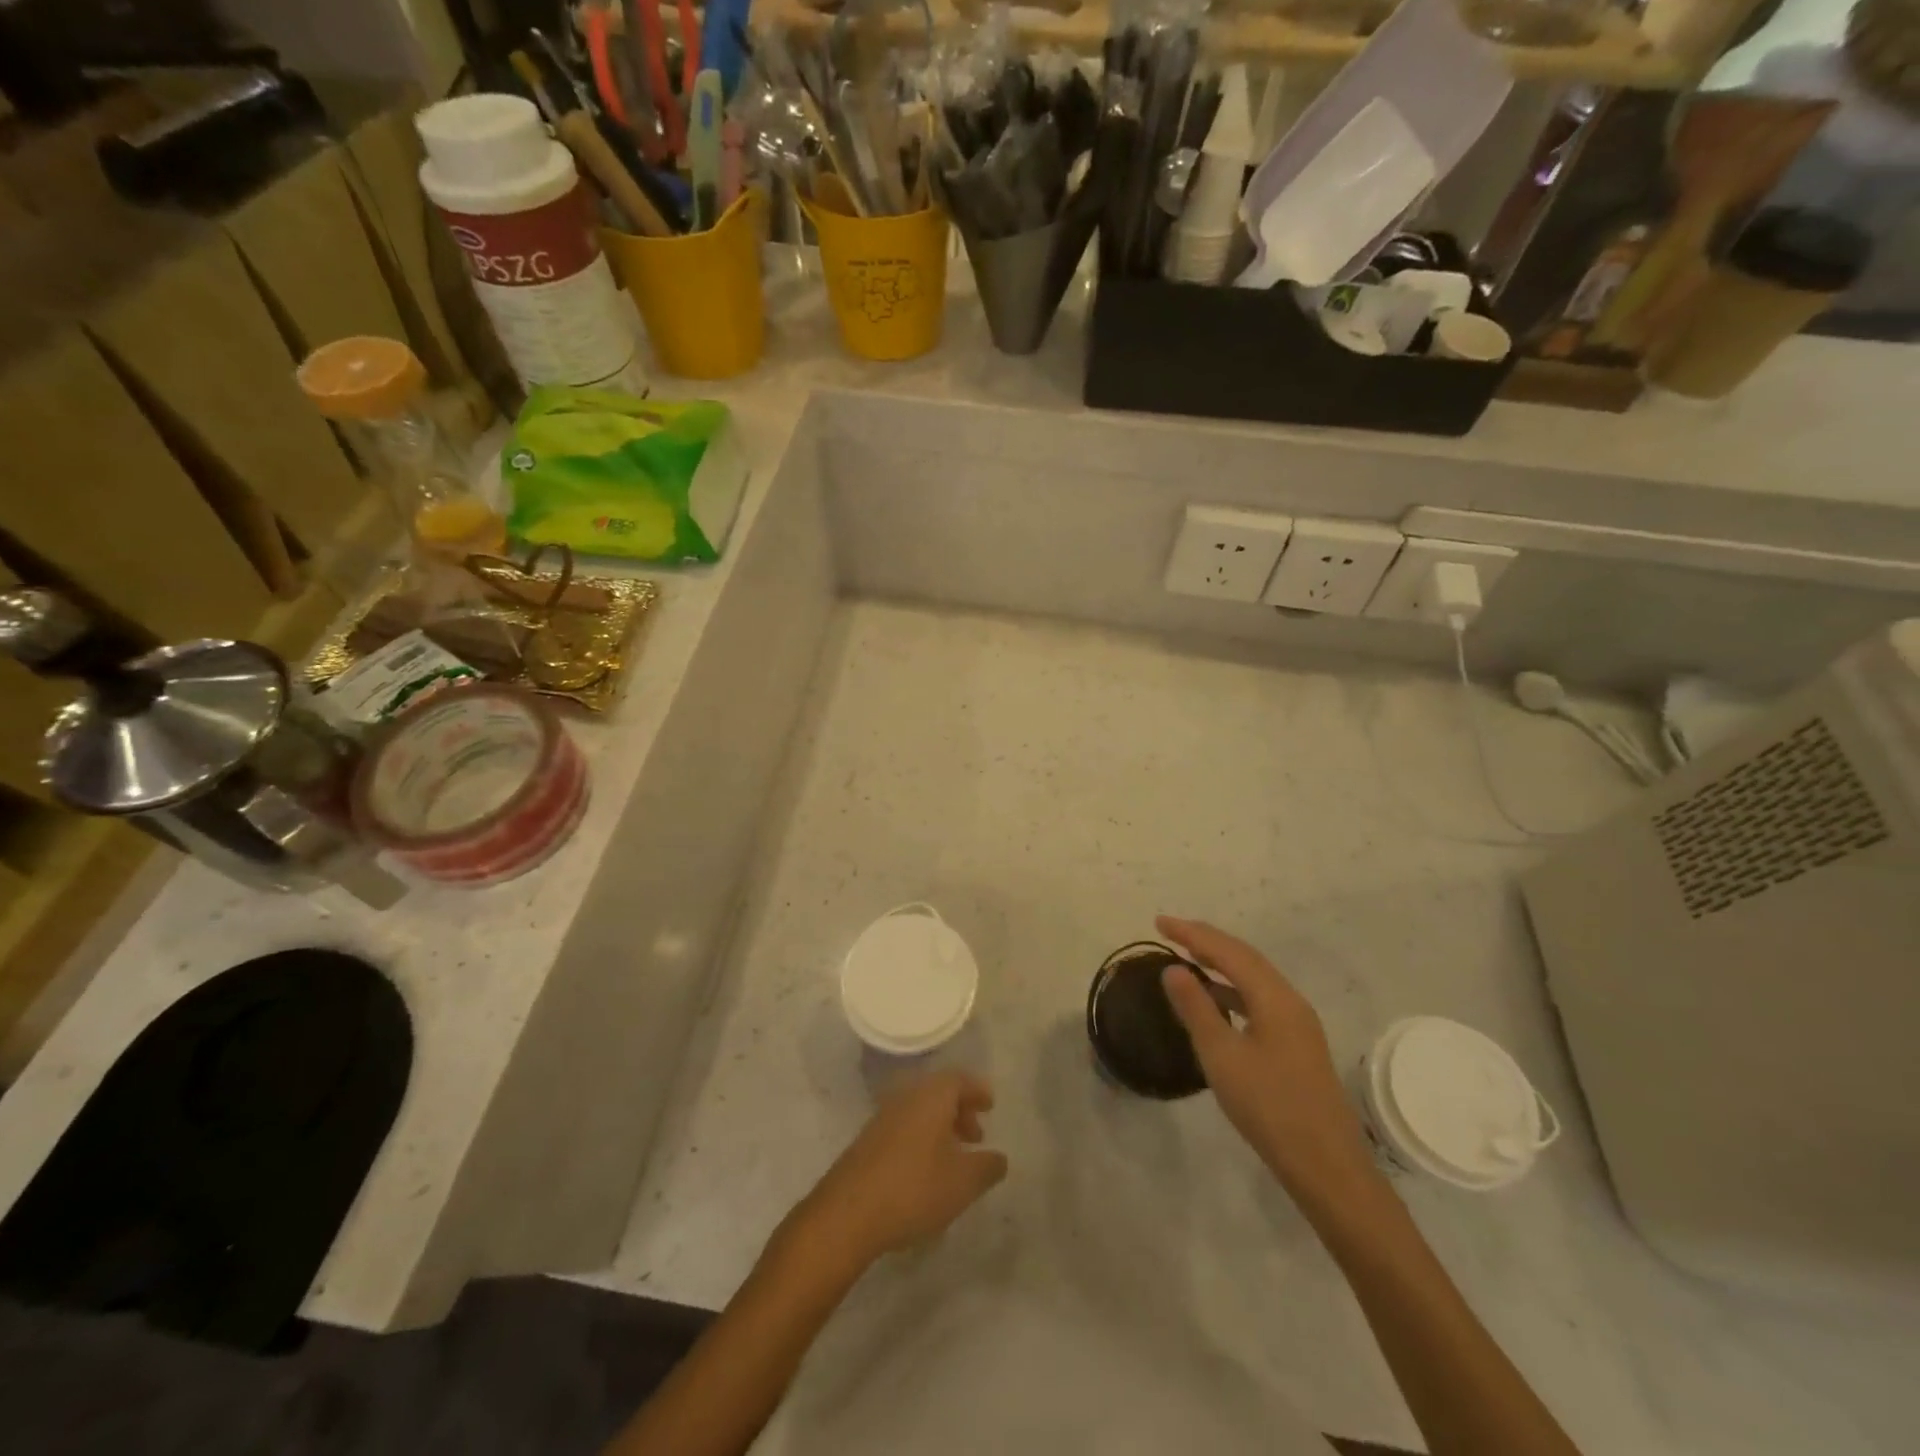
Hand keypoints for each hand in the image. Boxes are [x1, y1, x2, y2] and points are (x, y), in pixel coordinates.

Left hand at [797, 1070, 1007, 1266]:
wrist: (847, 1213)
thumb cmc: (913, 1188)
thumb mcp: (963, 1183)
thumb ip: (987, 1167)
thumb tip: (999, 1158)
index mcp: (931, 1096)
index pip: (959, 1079)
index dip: (977, 1090)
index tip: (990, 1106)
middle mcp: (906, 1097)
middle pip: (938, 1092)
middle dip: (960, 1110)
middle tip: (977, 1136)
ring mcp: (882, 1118)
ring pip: (919, 1111)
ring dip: (940, 1127)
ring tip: (954, 1158)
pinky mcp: (867, 1141)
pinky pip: (904, 1127)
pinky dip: (922, 1138)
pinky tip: (926, 1171)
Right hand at [1157, 916, 1379, 1202]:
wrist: (1326, 1166)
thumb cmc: (1269, 1107)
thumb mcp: (1222, 1056)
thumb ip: (1196, 1008)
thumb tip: (1173, 969)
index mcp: (1274, 998)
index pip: (1228, 951)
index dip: (1192, 933)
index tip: (1159, 922)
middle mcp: (1290, 1001)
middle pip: (1245, 957)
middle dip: (1206, 941)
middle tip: (1170, 931)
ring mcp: (1297, 1023)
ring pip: (1254, 978)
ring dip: (1220, 963)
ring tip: (1187, 958)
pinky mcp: (1297, 1043)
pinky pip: (1259, 998)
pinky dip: (1232, 989)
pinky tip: (1215, 1000)